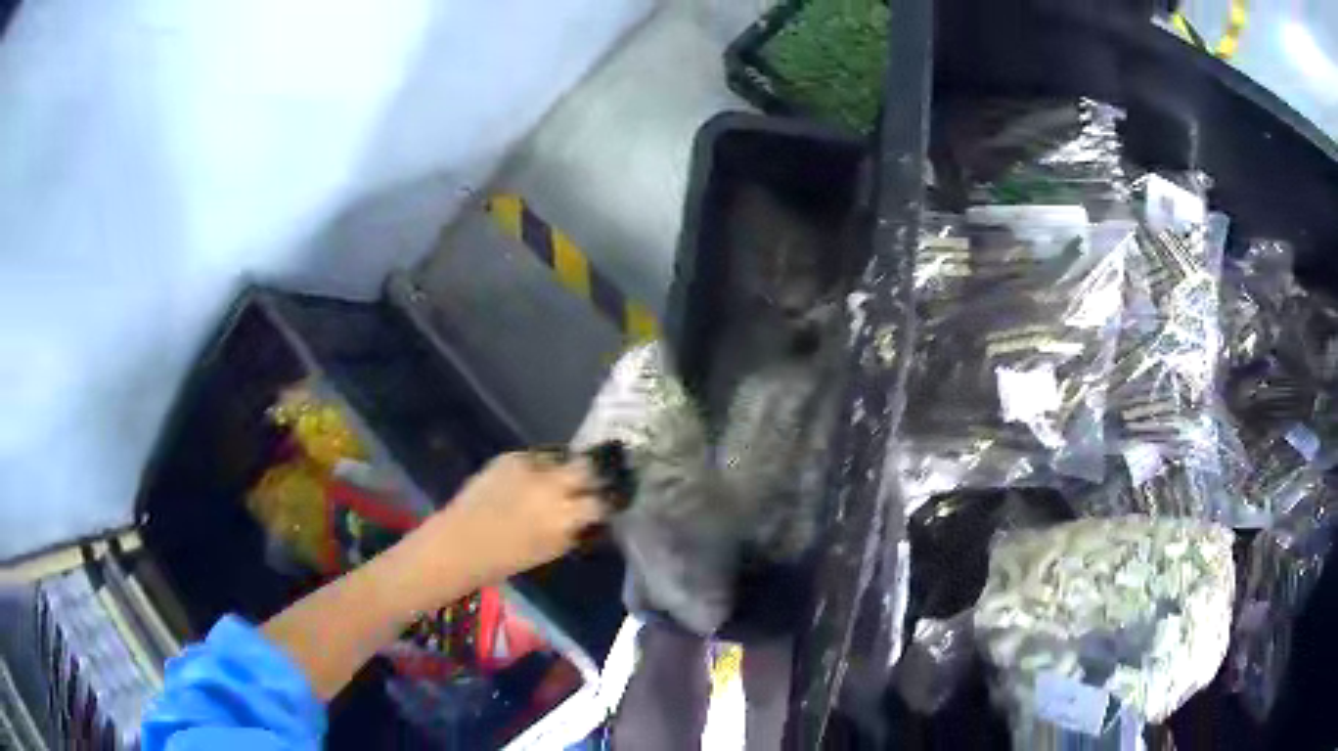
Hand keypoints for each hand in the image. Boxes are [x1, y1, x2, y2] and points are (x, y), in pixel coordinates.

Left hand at [405, 452, 605, 599]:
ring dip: (566, 468)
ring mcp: (531, 467)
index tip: (611, 501)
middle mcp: (553, 485)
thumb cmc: (506, 560)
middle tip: (594, 481)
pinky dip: (539, 468)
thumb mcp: (551, 550)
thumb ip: (574, 530)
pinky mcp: (511, 457)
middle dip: (594, 474)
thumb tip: (589, 517)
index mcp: (565, 516)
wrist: (459, 543)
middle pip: (589, 467)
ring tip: (561, 479)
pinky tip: (530, 480)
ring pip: (563, 458)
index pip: (602, 500)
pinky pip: (537, 458)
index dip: (608, 500)